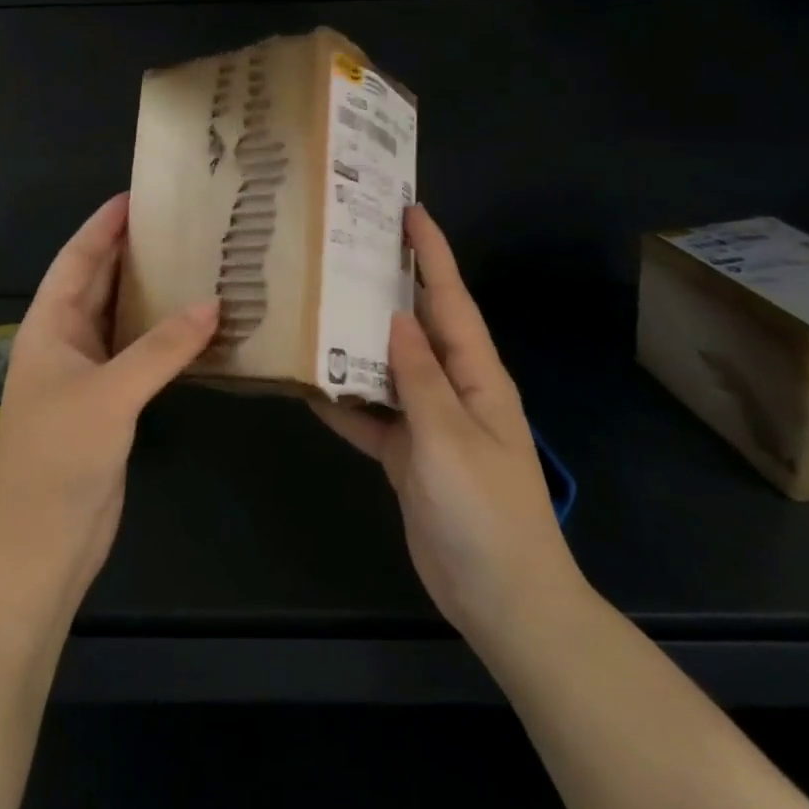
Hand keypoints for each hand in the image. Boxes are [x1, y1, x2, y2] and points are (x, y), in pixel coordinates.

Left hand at [0, 193, 218, 605]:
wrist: (40, 543)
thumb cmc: (58, 456)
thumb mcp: (110, 394)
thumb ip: (162, 348)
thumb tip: (213, 304)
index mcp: (49, 326)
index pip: (76, 259)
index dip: (102, 225)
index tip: (137, 195)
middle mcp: (65, 342)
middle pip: (99, 282)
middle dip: (131, 251)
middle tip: (178, 222)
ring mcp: (87, 375)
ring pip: (121, 319)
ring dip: (151, 294)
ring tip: (194, 262)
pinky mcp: (109, 405)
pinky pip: (138, 355)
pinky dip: (163, 338)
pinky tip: (196, 327)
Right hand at [313, 205, 588, 657]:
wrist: (502, 599)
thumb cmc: (485, 511)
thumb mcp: (449, 438)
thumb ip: (419, 376)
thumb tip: (395, 315)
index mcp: (475, 374)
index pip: (450, 298)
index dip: (432, 252)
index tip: (408, 210)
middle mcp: (451, 387)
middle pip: (414, 324)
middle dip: (386, 284)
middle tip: (343, 248)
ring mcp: (427, 421)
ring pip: (385, 367)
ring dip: (354, 341)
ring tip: (312, 303)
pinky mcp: (406, 453)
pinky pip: (370, 415)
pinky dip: (342, 401)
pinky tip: (306, 385)